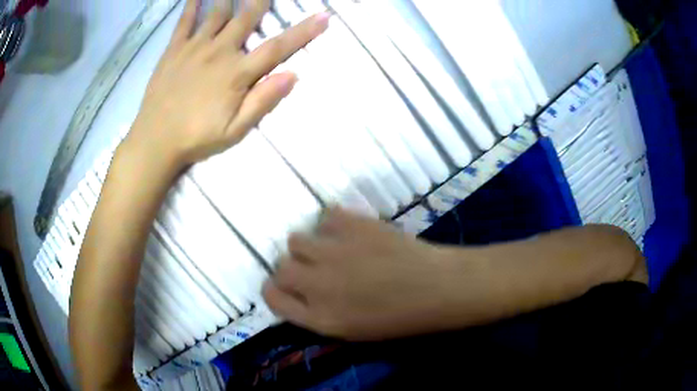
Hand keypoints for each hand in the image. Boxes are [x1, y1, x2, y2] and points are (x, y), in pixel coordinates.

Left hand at [126, 0, 329, 170]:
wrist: (155, 141)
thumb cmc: (196, 138)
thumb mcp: (235, 130)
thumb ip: (263, 101)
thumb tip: (293, 75)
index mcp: (237, 73)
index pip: (277, 47)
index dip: (303, 31)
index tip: (323, 16)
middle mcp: (219, 51)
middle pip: (247, 18)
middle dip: (262, 0)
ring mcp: (195, 47)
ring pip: (218, 12)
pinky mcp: (174, 49)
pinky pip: (185, 20)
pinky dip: (192, 4)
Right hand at [263, 208, 469, 340]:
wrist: (436, 287)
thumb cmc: (400, 318)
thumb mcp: (352, 330)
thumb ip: (317, 313)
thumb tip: (298, 292)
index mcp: (320, 317)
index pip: (272, 298)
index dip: (274, 290)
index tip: (284, 286)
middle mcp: (318, 284)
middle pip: (280, 267)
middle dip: (291, 267)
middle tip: (312, 267)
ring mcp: (334, 252)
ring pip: (296, 238)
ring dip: (309, 244)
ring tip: (331, 247)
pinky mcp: (352, 225)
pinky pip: (325, 217)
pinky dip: (333, 224)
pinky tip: (349, 232)